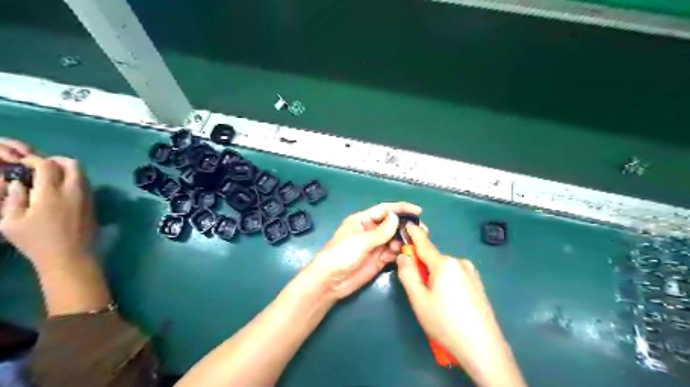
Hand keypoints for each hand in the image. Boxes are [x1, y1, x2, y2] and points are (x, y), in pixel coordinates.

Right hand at [0, 142, 94, 271]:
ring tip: (50, 178)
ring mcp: (87, 196)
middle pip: (73, 164)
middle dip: (56, 160)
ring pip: (82, 173)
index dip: (34, 160)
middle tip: (41, 166)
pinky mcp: (93, 204)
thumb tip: (19, 183)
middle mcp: (74, 190)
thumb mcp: (11, 221)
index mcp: (51, 192)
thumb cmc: (37, 241)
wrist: (71, 255)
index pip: (47, 165)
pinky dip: (75, 180)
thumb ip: (13, 198)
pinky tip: (61, 190)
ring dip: (67, 170)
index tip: (23, 163)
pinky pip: (86, 184)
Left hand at [305, 202, 423, 299]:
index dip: (401, 208)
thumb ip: (380, 231)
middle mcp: (370, 231)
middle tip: (422, 231)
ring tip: (416, 244)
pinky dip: (400, 253)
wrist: (329, 282)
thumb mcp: (360, 241)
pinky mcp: (378, 260)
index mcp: (362, 220)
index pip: (384, 210)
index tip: (418, 211)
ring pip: (394, 239)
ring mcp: (375, 246)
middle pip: (391, 224)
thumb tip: (395, 217)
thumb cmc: (341, 255)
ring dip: (404, 240)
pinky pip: (392, 253)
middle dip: (406, 226)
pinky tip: (407, 254)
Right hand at [397, 223, 526, 386]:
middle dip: (422, 266)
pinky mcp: (477, 284)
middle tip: (417, 289)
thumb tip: (403, 255)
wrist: (483, 348)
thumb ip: (408, 273)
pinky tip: (448, 304)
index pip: (424, 244)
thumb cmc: (445, 322)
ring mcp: (471, 273)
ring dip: (434, 276)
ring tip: (435, 302)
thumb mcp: (419, 299)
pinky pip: (455, 276)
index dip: (414, 234)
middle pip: (433, 259)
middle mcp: (459, 262)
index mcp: (444, 263)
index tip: (407, 223)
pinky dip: (446, 282)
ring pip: (444, 269)